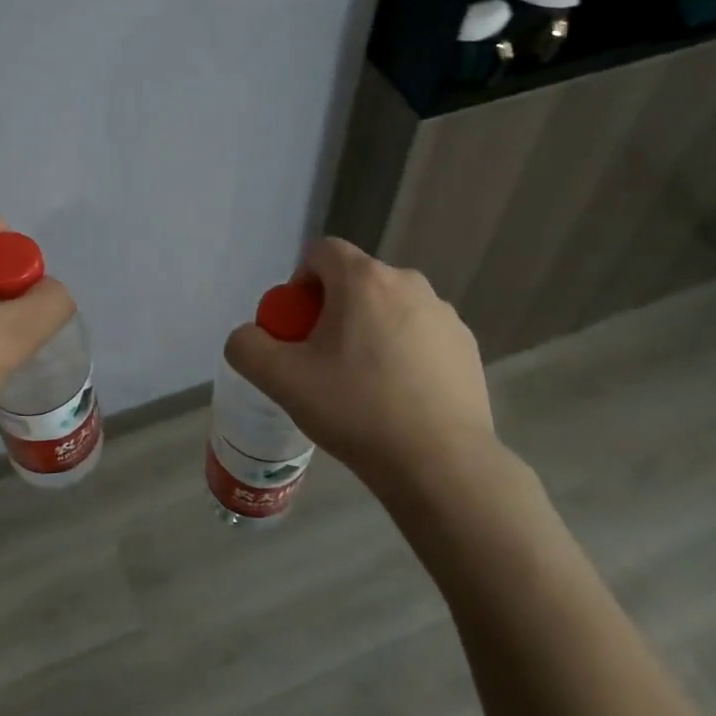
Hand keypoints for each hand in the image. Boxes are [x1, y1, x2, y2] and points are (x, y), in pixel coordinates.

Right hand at [223, 238, 501, 495]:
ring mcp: (444, 313)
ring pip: (390, 309)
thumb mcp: (282, 380)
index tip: (298, 328)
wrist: (440, 463)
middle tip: (324, 362)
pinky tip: (400, 397)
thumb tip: (249, 337)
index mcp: (364, 279)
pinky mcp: (466, 344)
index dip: (300, 283)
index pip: (321, 252)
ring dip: (370, 331)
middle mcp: (409, 282)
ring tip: (364, 385)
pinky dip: (404, 352)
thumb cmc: (356, 410)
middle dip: (333, 312)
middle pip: (356, 282)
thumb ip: (248, 347)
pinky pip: (420, 334)